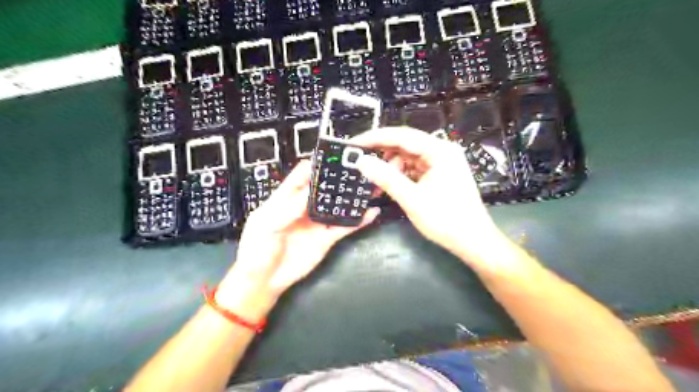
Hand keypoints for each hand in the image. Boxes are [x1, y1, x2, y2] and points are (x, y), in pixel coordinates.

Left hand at [219, 161, 380, 319]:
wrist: (264, 282)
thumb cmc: (257, 250)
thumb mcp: (267, 225)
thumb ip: (289, 207)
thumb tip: (311, 190)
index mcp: (284, 200)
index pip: (300, 176)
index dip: (314, 166)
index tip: (331, 157)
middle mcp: (303, 208)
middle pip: (322, 189)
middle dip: (337, 179)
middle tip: (356, 169)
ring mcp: (316, 223)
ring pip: (336, 206)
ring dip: (350, 198)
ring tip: (367, 186)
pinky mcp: (326, 239)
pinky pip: (344, 227)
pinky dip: (358, 221)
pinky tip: (370, 212)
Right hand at [357, 127, 511, 269]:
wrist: (473, 240)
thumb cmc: (446, 220)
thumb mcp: (412, 199)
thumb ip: (386, 178)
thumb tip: (361, 162)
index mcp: (440, 151)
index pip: (401, 136)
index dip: (375, 138)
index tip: (354, 144)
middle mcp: (442, 150)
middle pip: (405, 143)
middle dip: (382, 153)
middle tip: (360, 161)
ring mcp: (442, 161)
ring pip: (408, 156)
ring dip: (391, 166)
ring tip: (377, 181)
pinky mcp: (440, 172)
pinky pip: (415, 167)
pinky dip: (401, 174)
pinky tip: (390, 184)